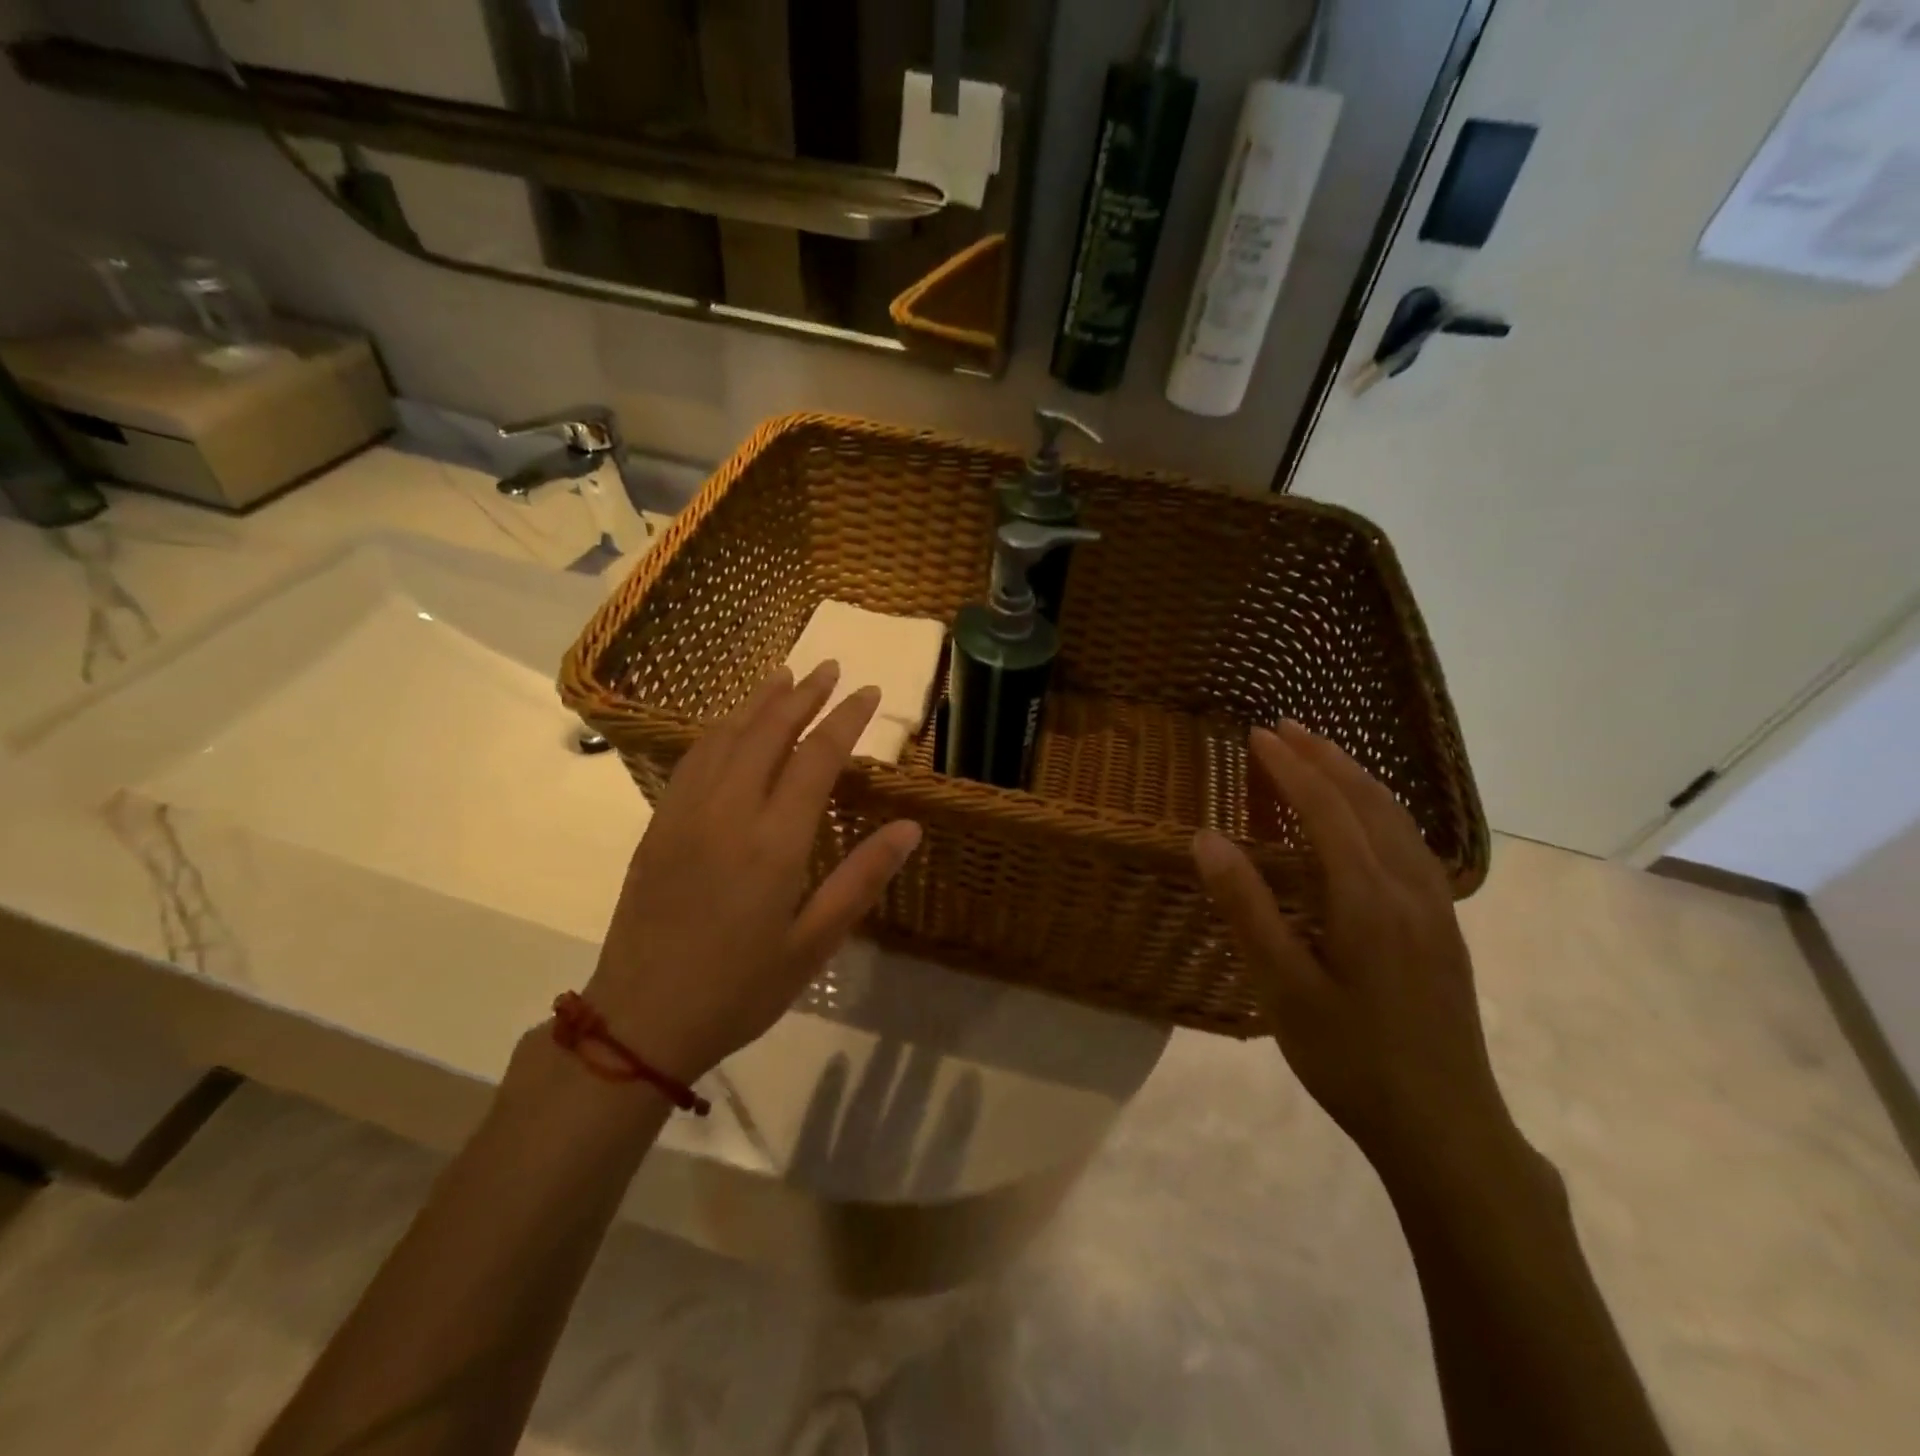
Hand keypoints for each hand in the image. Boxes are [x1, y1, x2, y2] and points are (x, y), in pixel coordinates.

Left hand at [584, 662, 922, 1081]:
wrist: (640, 1020)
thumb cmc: (739, 989)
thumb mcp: (813, 944)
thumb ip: (861, 878)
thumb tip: (910, 827)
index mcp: (773, 841)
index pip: (817, 757)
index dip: (846, 719)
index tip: (869, 692)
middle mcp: (727, 812)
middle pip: (768, 732)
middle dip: (803, 695)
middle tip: (829, 667)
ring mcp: (685, 814)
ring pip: (725, 736)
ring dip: (758, 702)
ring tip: (784, 676)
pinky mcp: (658, 825)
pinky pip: (692, 759)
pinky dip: (719, 729)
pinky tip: (730, 725)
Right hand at [1192, 721, 1524, 1188]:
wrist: (1445, 1128)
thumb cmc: (1349, 1058)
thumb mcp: (1281, 988)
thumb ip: (1245, 907)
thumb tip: (1206, 837)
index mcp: (1367, 900)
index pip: (1326, 810)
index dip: (1290, 768)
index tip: (1257, 735)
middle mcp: (1409, 889)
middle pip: (1368, 803)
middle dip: (1326, 758)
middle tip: (1287, 726)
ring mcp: (1435, 908)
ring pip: (1398, 820)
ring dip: (1357, 778)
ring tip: (1323, 754)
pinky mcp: (1444, 927)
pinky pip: (1411, 844)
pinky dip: (1382, 810)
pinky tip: (1370, 819)